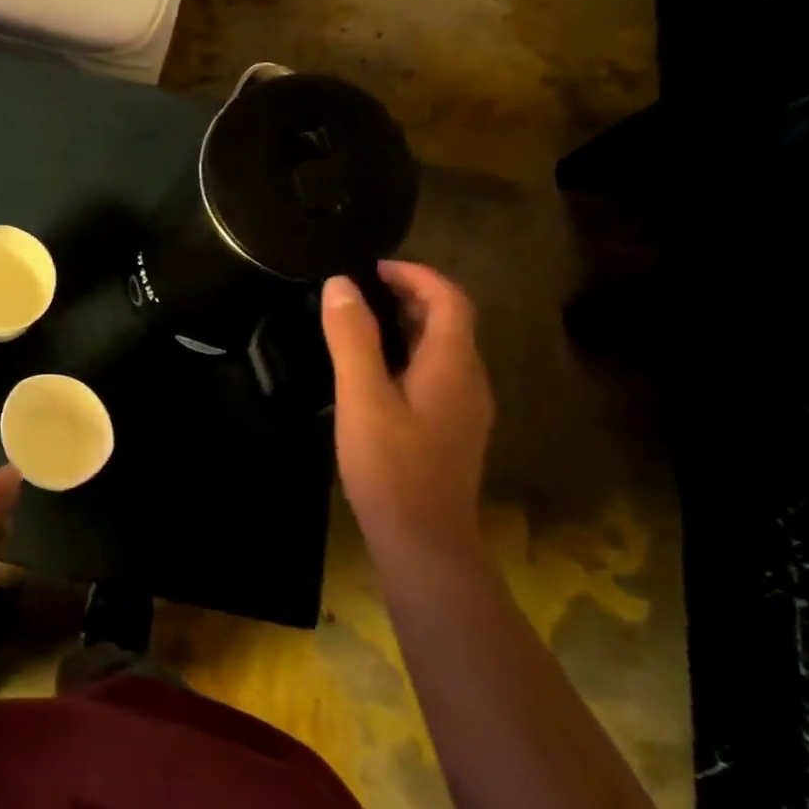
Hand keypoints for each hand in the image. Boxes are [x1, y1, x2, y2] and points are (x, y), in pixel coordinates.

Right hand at [321, 262, 492, 549]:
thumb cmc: (391, 466)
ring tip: (360, 324)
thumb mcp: (363, 397)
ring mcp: (464, 408)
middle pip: (449, 322)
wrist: (423, 541)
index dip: (417, 275)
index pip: (449, 300)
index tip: (374, 267)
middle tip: (359, 292)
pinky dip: (407, 355)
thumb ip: (352, 339)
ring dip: (408, 327)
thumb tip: (340, 284)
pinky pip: (435, 375)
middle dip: (410, 297)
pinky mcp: (451, 430)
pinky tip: (374, 373)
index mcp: (452, 365)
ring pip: (442, 350)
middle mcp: (468, 380)